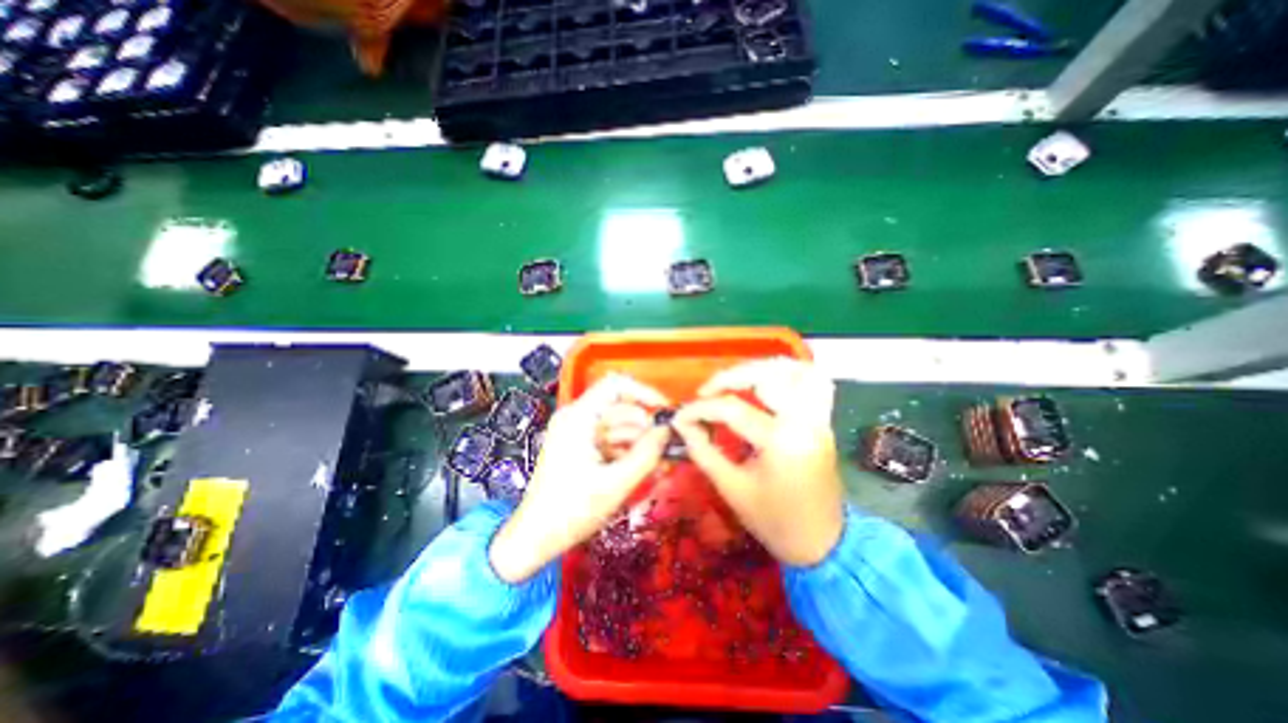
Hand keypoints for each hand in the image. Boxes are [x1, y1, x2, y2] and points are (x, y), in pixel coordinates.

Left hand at [486, 375, 673, 584]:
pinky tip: (645, 469)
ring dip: (641, 442)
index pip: (616, 385)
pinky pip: (612, 440)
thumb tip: (667, 431)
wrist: (536, 537)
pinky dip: (629, 452)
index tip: (666, 411)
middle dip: (646, 427)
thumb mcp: (615, 484)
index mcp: (578, 417)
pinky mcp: (581, 446)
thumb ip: (646, 455)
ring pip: (620, 426)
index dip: (644, 392)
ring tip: (660, 465)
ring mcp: (578, 432)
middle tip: (668, 448)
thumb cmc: (570, 511)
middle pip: (621, 408)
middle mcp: (577, 417)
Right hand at [674, 359, 846, 567]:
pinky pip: (813, 382)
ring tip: (738, 379)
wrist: (822, 544)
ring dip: (764, 367)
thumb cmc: (775, 522)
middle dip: (732, 376)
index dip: (700, 409)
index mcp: (781, 442)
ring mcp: (820, 418)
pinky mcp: (824, 421)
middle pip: (768, 376)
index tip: (680, 417)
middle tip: (709, 389)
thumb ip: (703, 451)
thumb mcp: (731, 488)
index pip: (732, 409)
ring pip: (798, 371)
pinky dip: (789, 374)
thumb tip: (683, 424)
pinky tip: (768, 382)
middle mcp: (805, 421)